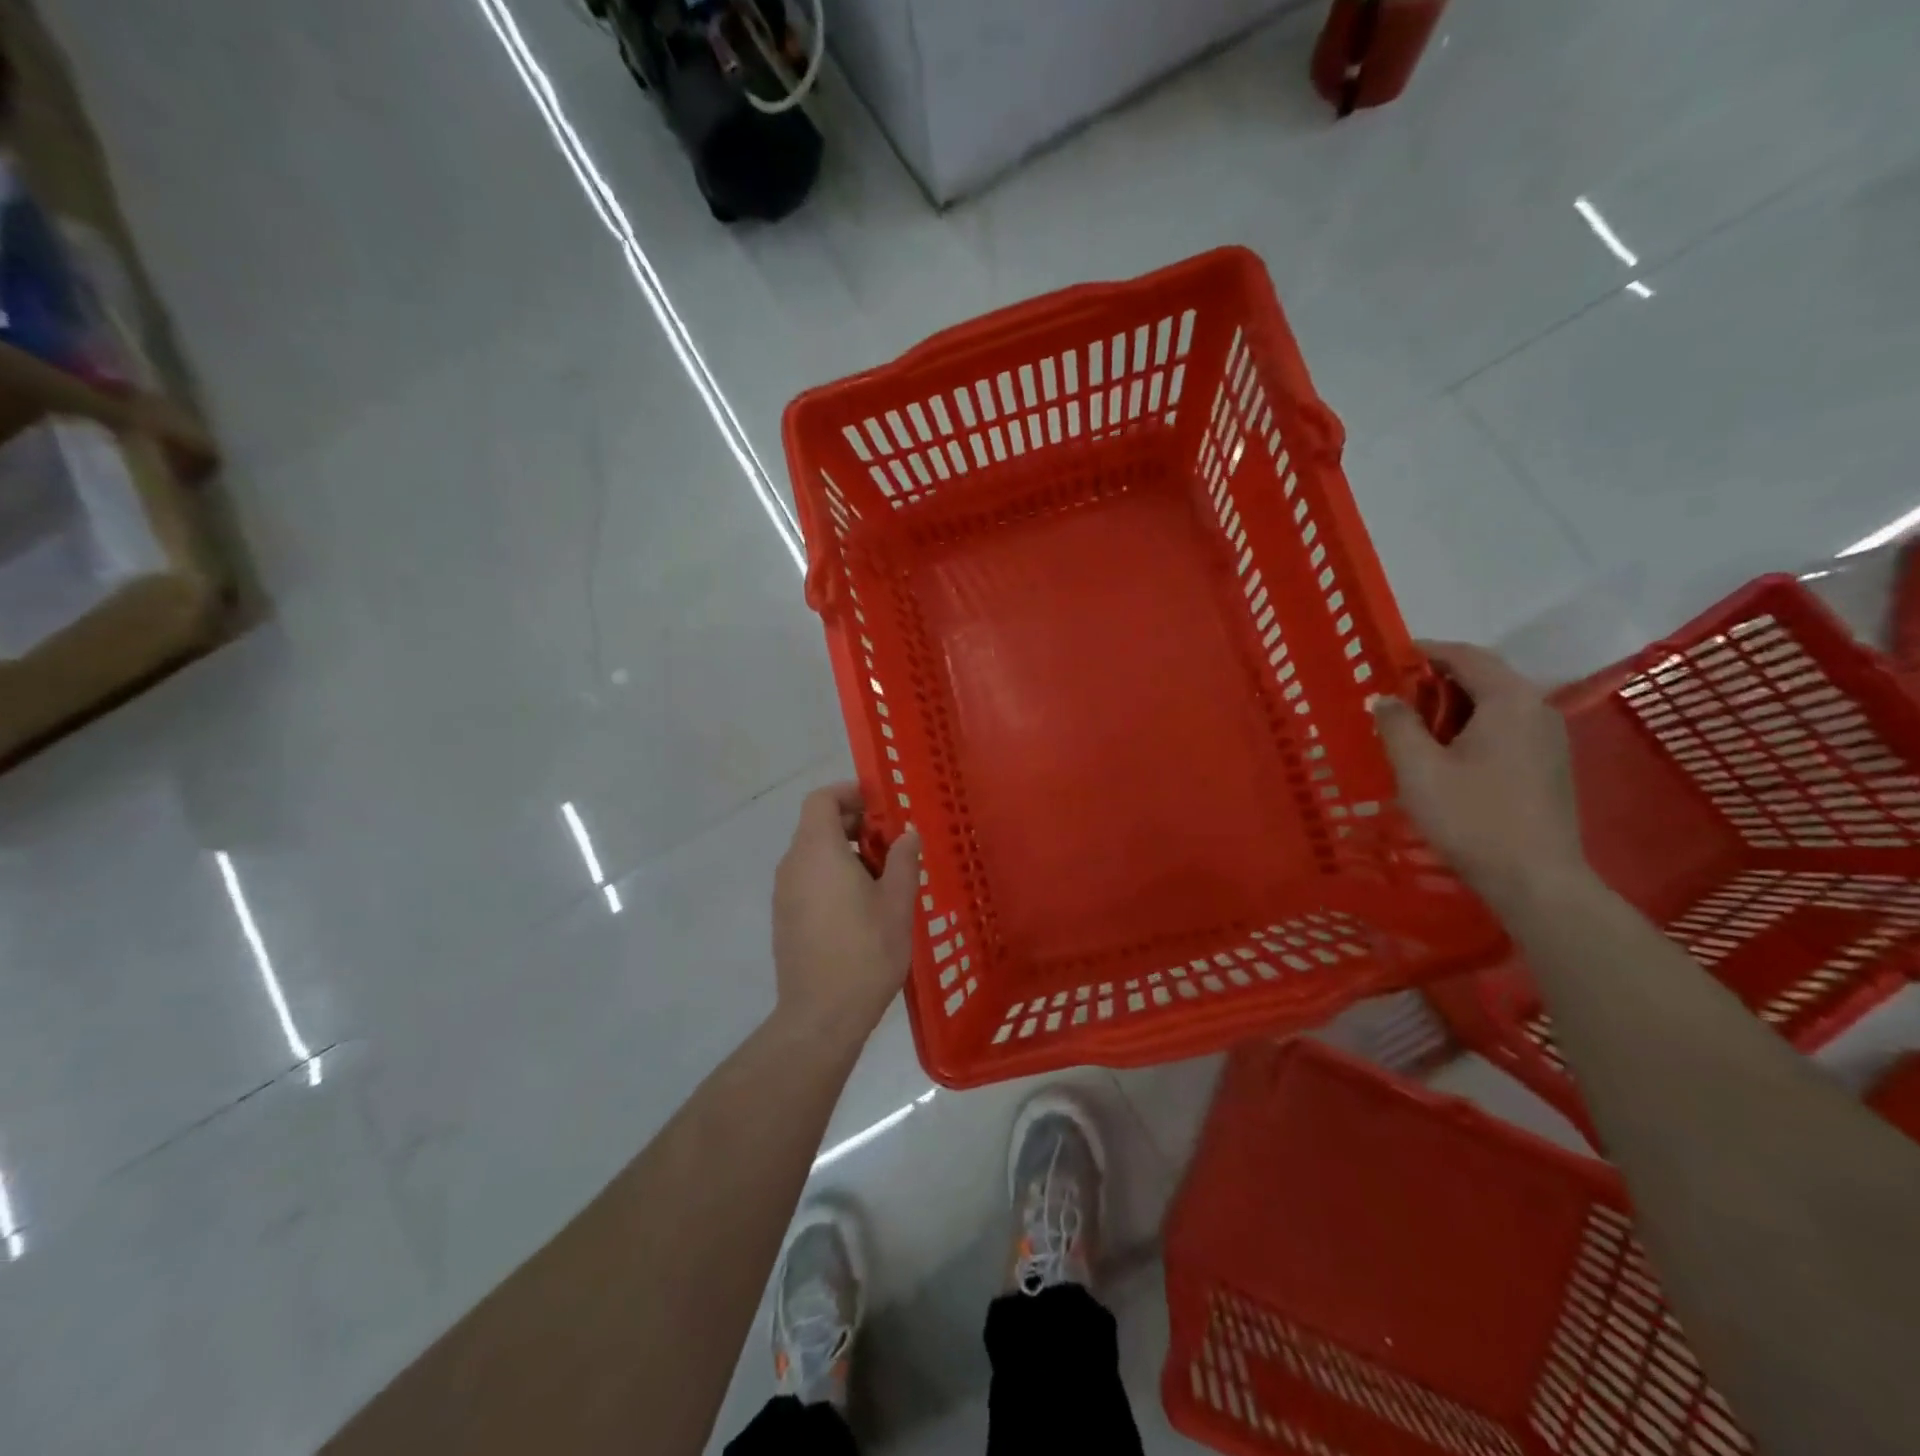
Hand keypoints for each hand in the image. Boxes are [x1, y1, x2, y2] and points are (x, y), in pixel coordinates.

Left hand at [772, 782, 921, 1040]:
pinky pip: (807, 879)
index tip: (880, 804)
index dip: (849, 793)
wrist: (821, 1015)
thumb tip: (907, 833)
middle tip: (891, 843)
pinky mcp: (784, 918)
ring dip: (845, 852)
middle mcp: (793, 865)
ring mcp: (784, 893)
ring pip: (813, 854)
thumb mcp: (898, 902)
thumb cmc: (866, 951)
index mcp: (818, 851)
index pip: (821, 799)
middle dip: (854, 824)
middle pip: (817, 825)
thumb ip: (903, 860)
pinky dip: (831, 875)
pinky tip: (861, 905)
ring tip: (882, 877)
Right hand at [1371, 641, 1587, 910]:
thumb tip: (1385, 698)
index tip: (1390, 657)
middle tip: (1396, 693)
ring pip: (1496, 703)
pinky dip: (1473, 724)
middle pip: (1485, 675)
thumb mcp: (1418, 769)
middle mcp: (1537, 708)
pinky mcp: (1550, 763)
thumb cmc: (1471, 817)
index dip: (1426, 651)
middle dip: (1438, 678)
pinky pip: (1507, 725)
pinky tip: (1447, 750)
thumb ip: (1397, 725)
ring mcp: (1550, 737)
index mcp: (1509, 700)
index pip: (1466, 656)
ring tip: (1414, 723)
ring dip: (1455, 703)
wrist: (1534, 878)